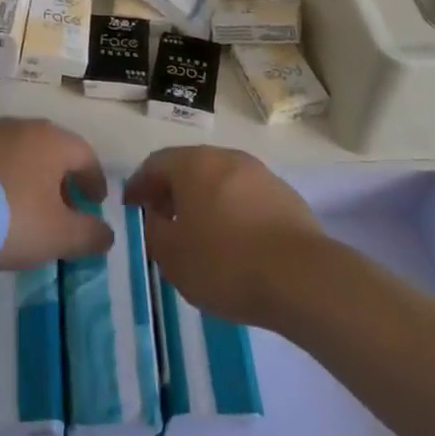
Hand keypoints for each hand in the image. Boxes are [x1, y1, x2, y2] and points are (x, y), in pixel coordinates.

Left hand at [0, 118, 113, 268]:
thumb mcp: (58, 235)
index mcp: (53, 140)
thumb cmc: (12, 217)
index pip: (85, 154)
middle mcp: (22, 126)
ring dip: (29, 176)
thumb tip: (107, 233)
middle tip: (63, 207)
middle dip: (61, 177)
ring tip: (26, 208)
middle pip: (51, 149)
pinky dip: (0, 178)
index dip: (95, 180)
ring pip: (19, 152)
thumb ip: (89, 234)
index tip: (96, 202)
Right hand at [124, 146, 323, 327]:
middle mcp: (225, 158)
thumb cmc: (226, 264)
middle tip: (162, 217)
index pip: (155, 164)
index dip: (139, 185)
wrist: (303, 278)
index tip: (131, 205)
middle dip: (172, 190)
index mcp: (193, 164)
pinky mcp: (285, 196)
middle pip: (189, 167)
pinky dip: (232, 211)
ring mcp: (259, 173)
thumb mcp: (173, 257)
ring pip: (220, 180)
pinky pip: (246, 197)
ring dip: (204, 199)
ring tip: (199, 232)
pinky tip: (235, 241)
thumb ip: (155, 231)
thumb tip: (158, 217)